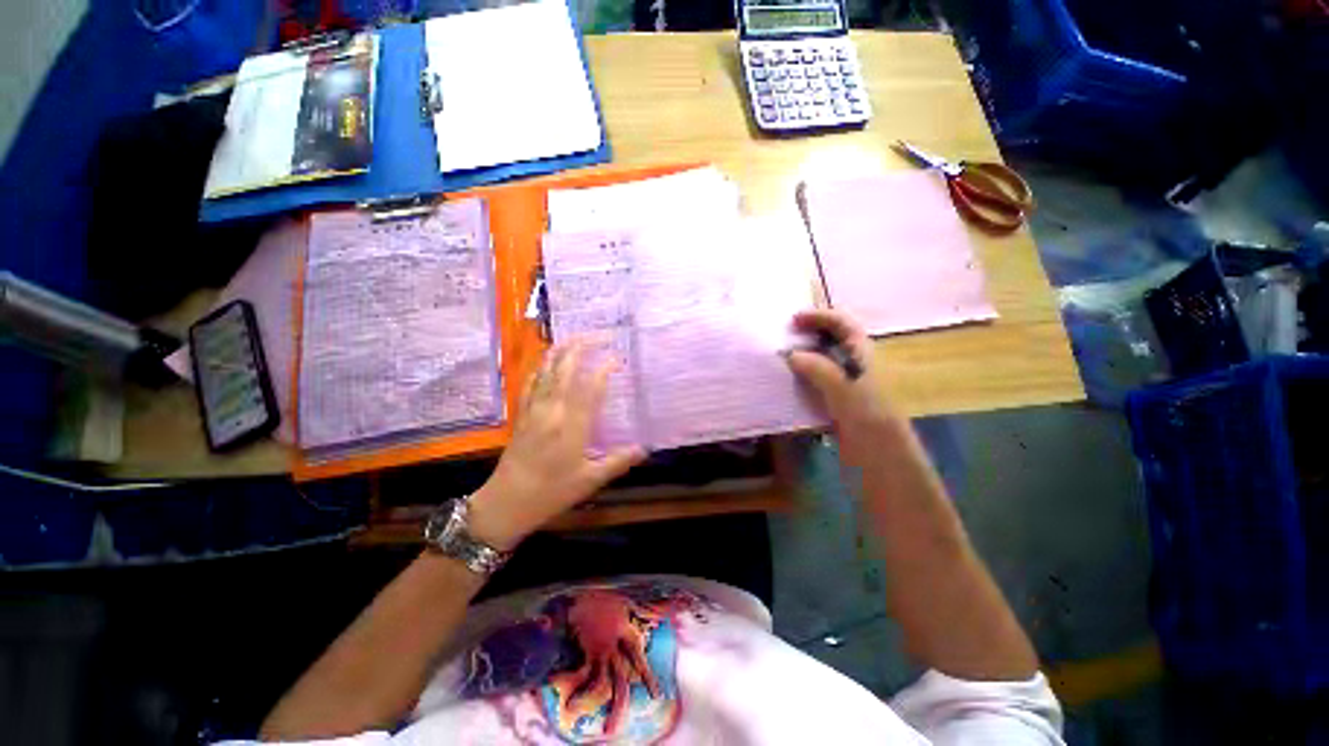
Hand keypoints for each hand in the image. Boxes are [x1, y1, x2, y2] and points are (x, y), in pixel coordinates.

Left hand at [469, 339, 645, 549]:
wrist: (506, 502)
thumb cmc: (551, 492)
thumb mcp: (590, 480)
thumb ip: (619, 461)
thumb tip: (645, 449)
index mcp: (572, 425)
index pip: (591, 385)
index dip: (605, 367)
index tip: (619, 358)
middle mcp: (552, 409)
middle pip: (566, 366)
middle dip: (584, 345)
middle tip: (603, 335)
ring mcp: (534, 407)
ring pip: (547, 367)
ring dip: (563, 348)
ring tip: (580, 337)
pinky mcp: (522, 411)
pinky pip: (532, 379)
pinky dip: (543, 364)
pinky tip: (550, 359)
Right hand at [785, 309, 898, 437]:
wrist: (880, 456)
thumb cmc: (868, 418)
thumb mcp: (844, 389)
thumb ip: (818, 368)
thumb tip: (790, 354)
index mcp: (862, 354)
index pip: (843, 323)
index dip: (820, 316)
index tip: (793, 320)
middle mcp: (854, 364)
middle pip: (831, 339)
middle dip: (807, 333)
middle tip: (782, 338)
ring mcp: (845, 383)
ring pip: (821, 360)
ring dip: (801, 356)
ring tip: (779, 358)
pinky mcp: (835, 400)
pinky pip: (815, 381)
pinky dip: (800, 377)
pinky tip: (785, 383)